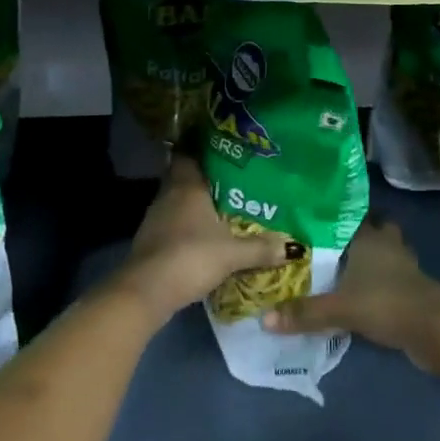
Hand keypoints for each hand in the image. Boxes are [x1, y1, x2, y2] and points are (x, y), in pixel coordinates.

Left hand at [114, 154, 296, 322]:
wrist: (146, 291)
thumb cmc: (190, 257)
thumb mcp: (232, 254)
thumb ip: (261, 248)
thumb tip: (293, 246)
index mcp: (187, 186)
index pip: (189, 154)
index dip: (202, 149)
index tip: (221, 149)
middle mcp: (169, 195)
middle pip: (184, 177)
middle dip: (204, 179)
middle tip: (230, 181)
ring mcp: (155, 218)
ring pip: (177, 201)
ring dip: (194, 204)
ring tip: (221, 208)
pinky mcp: (150, 240)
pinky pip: (172, 223)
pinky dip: (185, 225)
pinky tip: (202, 236)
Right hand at [264, 217, 439, 369]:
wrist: (436, 330)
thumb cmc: (386, 303)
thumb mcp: (340, 309)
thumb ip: (305, 313)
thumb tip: (264, 318)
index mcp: (369, 238)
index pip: (352, 215)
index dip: (337, 215)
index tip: (317, 216)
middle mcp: (387, 244)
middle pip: (374, 229)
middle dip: (358, 234)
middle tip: (331, 243)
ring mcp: (404, 266)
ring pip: (385, 253)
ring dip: (371, 259)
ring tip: (344, 269)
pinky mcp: (413, 290)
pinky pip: (392, 278)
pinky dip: (380, 283)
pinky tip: (363, 295)